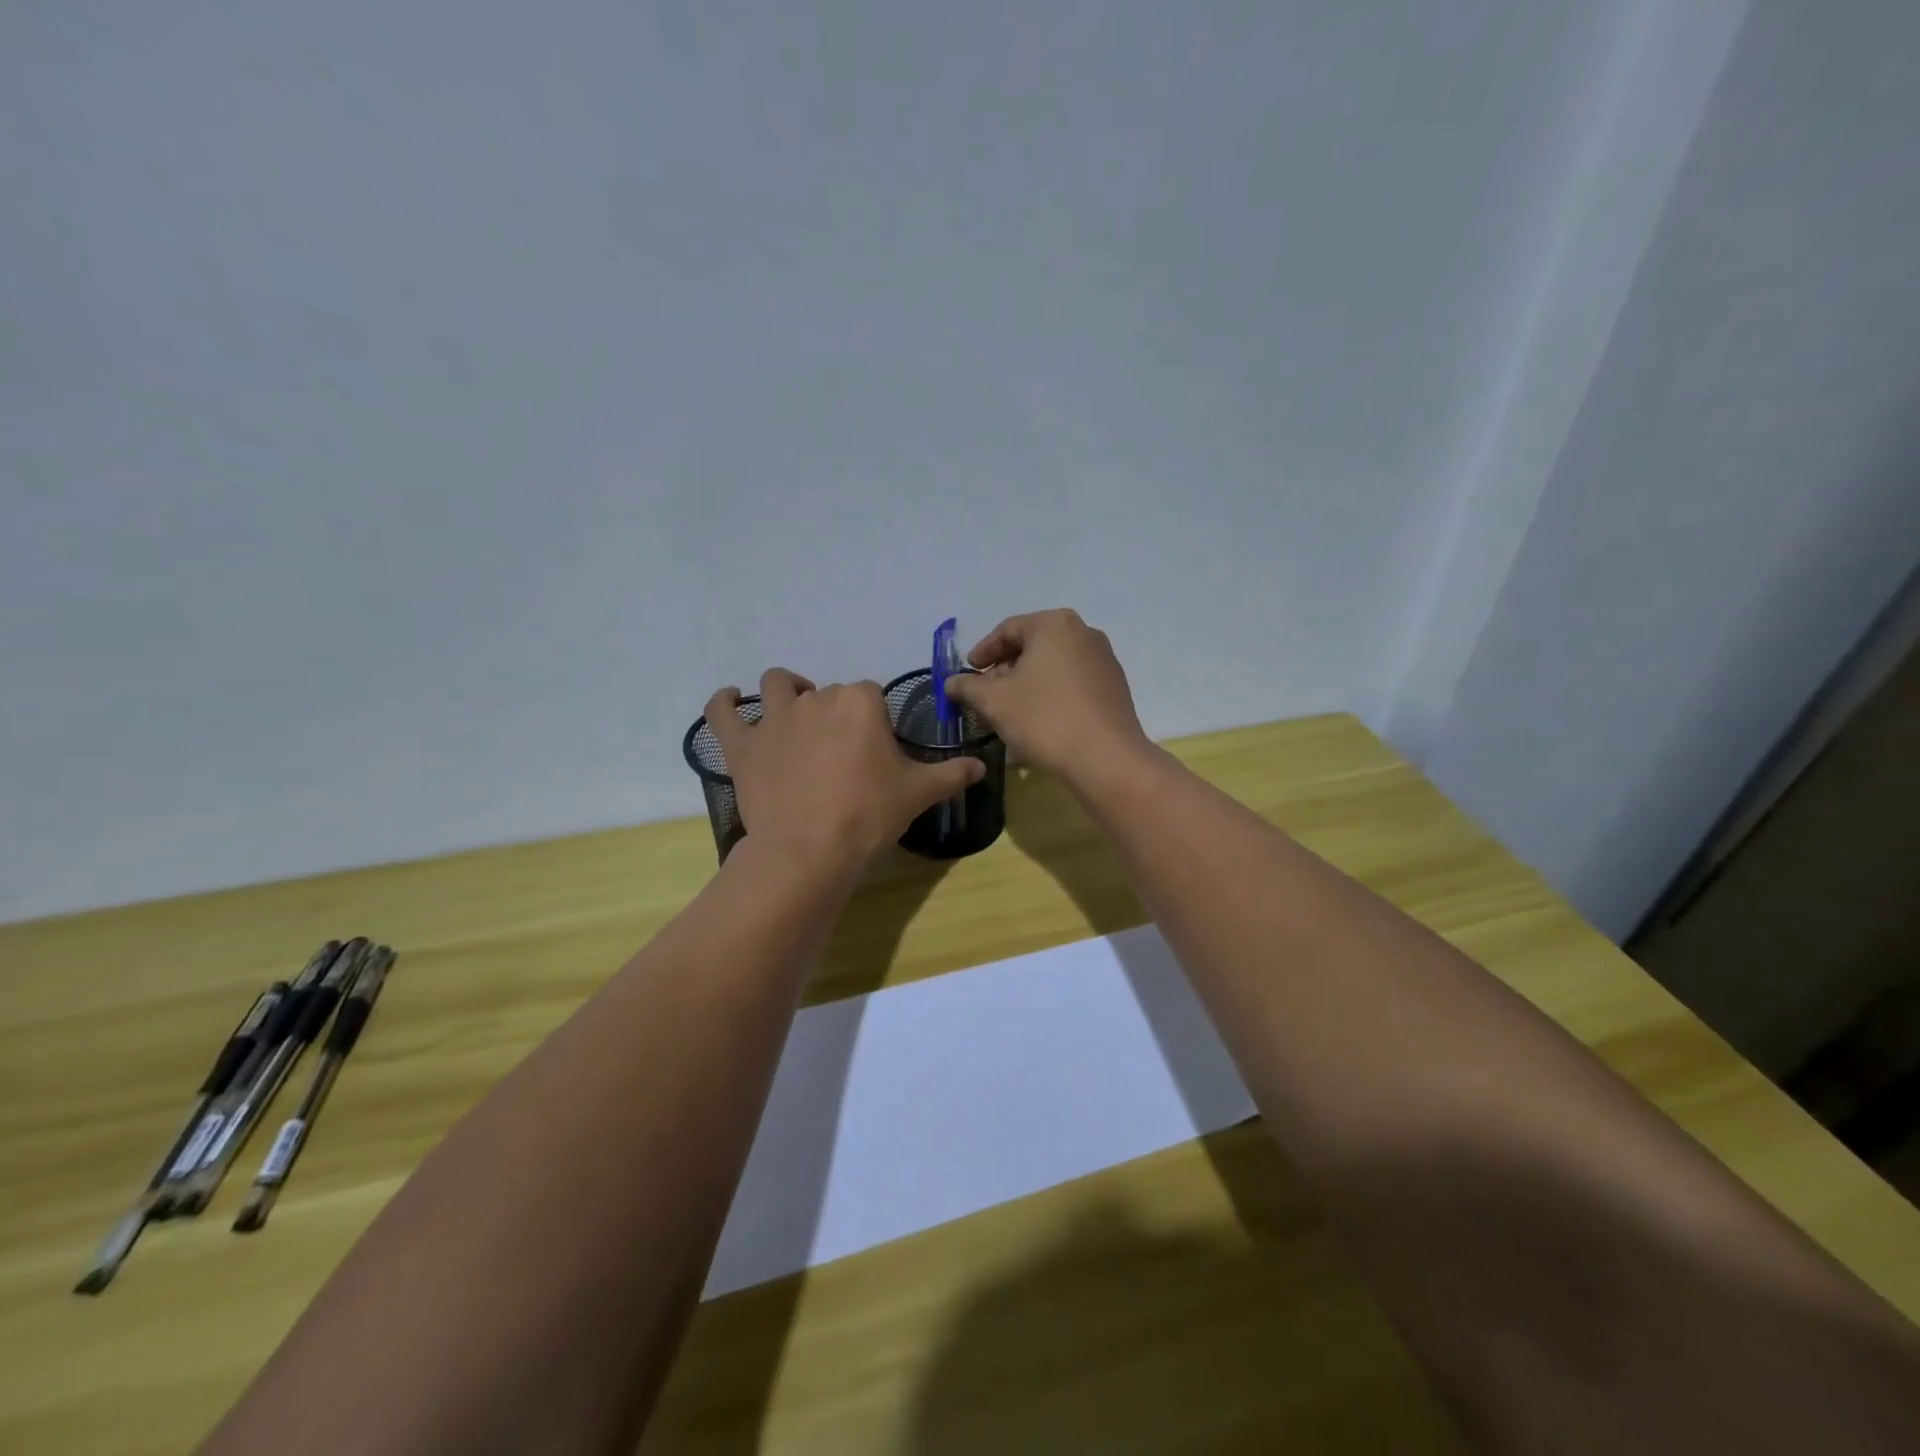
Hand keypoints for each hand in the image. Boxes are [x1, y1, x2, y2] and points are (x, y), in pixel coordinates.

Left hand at [705, 670, 984, 870]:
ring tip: (793, 711)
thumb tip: (982, 766)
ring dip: (785, 691)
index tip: (876, 750)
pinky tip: (730, 699)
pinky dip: (724, 702)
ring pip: (776, 685)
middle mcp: (816, 699)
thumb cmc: (868, 815)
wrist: (810, 850)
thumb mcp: (918, 793)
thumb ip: (951, 774)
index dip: (874, 719)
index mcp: (860, 702)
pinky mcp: (742, 745)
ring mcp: (774, 719)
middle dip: (836, 712)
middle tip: (843, 752)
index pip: (871, 694)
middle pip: (829, 691)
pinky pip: (722, 712)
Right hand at [944, 610, 1151, 786]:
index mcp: (1055, 625)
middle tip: (984, 695)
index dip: (982, 652)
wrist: (1106, 759)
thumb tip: (951, 682)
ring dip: (1026, 685)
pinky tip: (1038, 721)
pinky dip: (1050, 695)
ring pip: (1052, 667)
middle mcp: (1084, 633)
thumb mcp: (995, 701)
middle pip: (1032, 646)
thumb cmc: (1044, 719)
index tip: (967, 673)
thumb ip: (968, 686)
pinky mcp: (1114, 688)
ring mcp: (1104, 661)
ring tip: (1008, 712)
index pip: (1008, 630)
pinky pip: (1072, 684)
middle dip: (1004, 671)